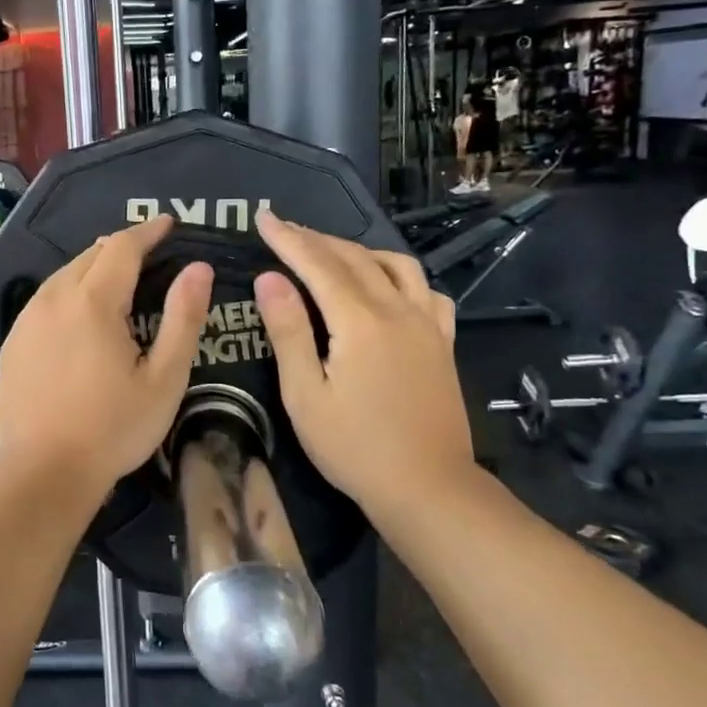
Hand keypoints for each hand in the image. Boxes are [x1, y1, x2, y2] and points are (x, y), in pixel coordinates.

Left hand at [0, 215, 213, 502]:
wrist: (42, 472)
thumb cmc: (113, 428)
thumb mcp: (164, 379)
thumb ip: (182, 318)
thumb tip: (198, 269)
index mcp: (93, 302)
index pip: (122, 248)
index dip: (147, 231)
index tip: (168, 223)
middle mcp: (54, 299)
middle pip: (90, 256)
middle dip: (120, 247)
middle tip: (147, 251)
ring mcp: (27, 321)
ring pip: (63, 276)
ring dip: (92, 268)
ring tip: (115, 276)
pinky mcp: (12, 343)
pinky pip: (44, 300)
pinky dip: (68, 292)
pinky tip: (77, 313)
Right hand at [252, 210, 472, 516]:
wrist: (429, 489)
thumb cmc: (355, 448)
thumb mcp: (305, 395)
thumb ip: (288, 331)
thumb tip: (270, 279)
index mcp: (360, 321)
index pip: (318, 264)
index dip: (288, 239)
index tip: (263, 217)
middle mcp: (398, 310)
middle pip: (355, 258)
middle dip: (316, 239)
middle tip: (284, 229)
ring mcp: (427, 325)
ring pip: (396, 265)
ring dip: (359, 251)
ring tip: (331, 253)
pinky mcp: (442, 343)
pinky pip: (426, 291)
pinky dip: (401, 277)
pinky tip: (388, 287)